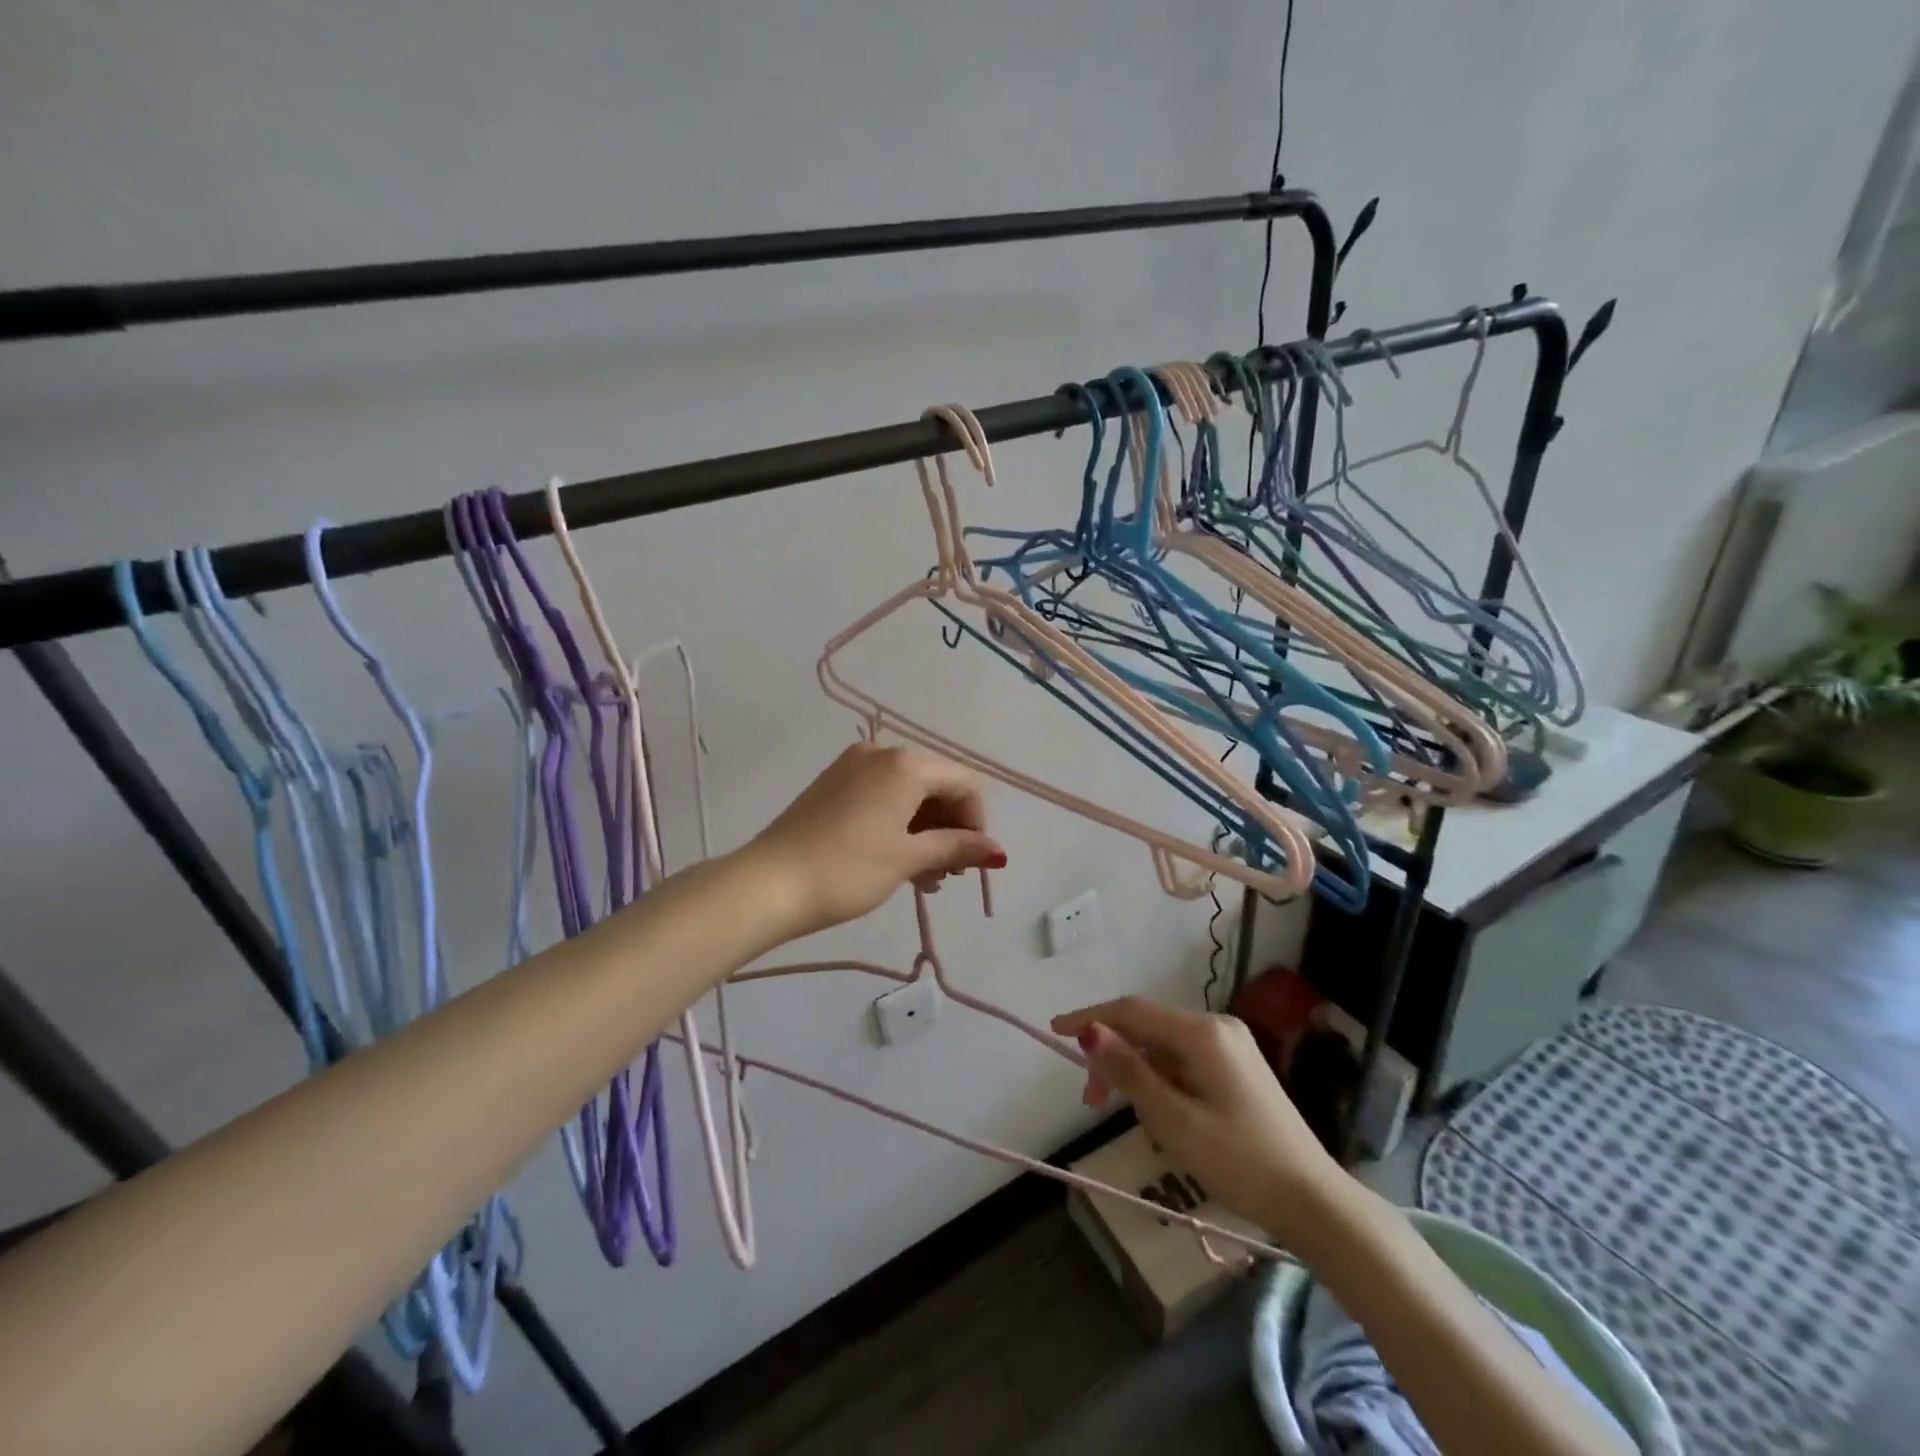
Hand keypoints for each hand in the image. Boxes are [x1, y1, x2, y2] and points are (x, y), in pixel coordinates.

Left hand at [746, 743, 1005, 938]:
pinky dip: (898, 824)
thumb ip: (957, 847)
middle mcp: (881, 753)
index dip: (977, 821)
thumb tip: (999, 851)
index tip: (972, 862)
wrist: (768, 884)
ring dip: (925, 831)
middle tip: (949, 873)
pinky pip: (881, 796)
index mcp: (906, 763)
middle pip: (936, 784)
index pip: (964, 782)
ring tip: (925, 877)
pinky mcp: (832, 784)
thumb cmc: (848, 870)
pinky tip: (899, 861)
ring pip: (908, 793)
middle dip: (950, 827)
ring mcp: (852, 766)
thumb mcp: (908, 859)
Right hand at [1050, 996, 1342, 1245]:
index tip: (1054, 1032)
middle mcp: (1216, 1027)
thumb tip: (1089, 1031)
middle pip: (1147, 1027)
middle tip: (1090, 1100)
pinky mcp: (1237, 1068)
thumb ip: (1129, 1072)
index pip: (1132, 1011)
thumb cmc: (1240, 1162)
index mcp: (1202, 1033)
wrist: (1314, 1203)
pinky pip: (1184, 1060)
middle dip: (1113, 1055)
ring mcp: (1230, 1046)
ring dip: (1135, 1070)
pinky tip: (1157, 1111)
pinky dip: (1160, 1078)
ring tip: (1122, 1112)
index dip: (1090, 1018)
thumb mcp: (1174, 1121)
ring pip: (1164, 1046)